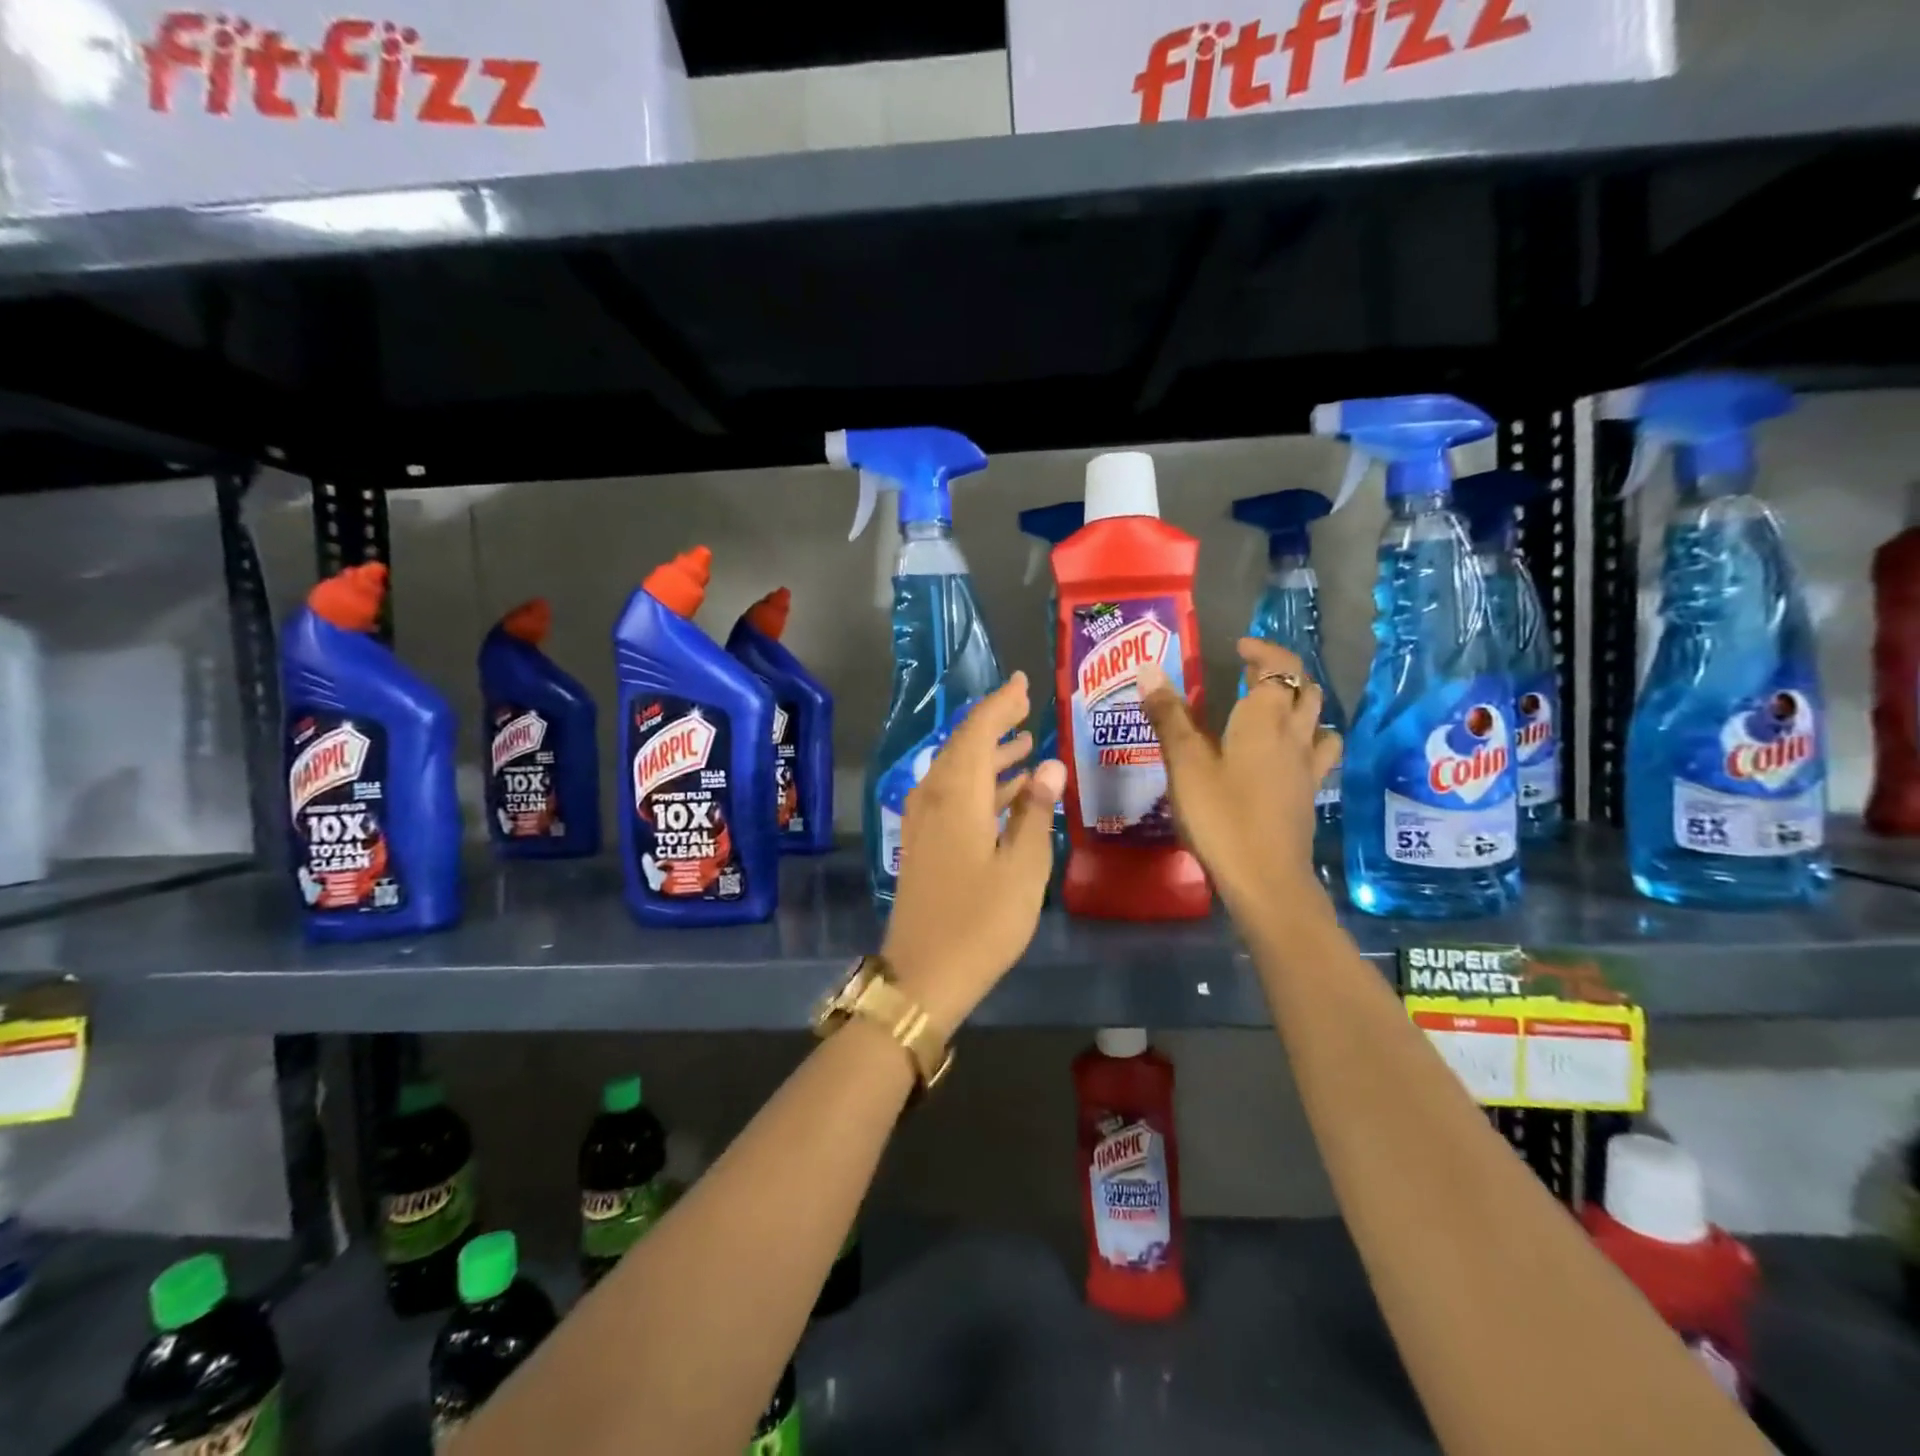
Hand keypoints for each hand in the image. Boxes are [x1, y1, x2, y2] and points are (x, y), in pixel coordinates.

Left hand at [883, 672, 1066, 1034]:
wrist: (924, 975)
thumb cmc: (981, 922)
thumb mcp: (1022, 868)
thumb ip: (1034, 812)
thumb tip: (1050, 765)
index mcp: (956, 795)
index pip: (977, 732)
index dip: (1000, 704)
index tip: (1023, 683)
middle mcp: (934, 798)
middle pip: (963, 746)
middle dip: (995, 724)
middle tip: (1027, 707)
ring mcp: (925, 822)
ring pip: (957, 771)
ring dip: (990, 755)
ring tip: (1025, 743)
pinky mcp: (925, 843)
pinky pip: (953, 795)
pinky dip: (980, 785)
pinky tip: (1008, 790)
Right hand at [1138, 639, 1342, 917]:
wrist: (1265, 877)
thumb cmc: (1221, 814)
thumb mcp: (1185, 763)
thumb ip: (1168, 715)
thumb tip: (1149, 668)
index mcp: (1265, 718)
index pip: (1279, 667)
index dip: (1263, 651)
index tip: (1240, 647)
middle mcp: (1294, 735)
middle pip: (1305, 689)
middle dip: (1282, 673)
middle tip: (1251, 673)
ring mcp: (1307, 767)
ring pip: (1318, 720)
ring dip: (1301, 704)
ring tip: (1275, 708)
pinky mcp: (1308, 794)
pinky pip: (1318, 753)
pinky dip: (1307, 740)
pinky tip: (1287, 755)